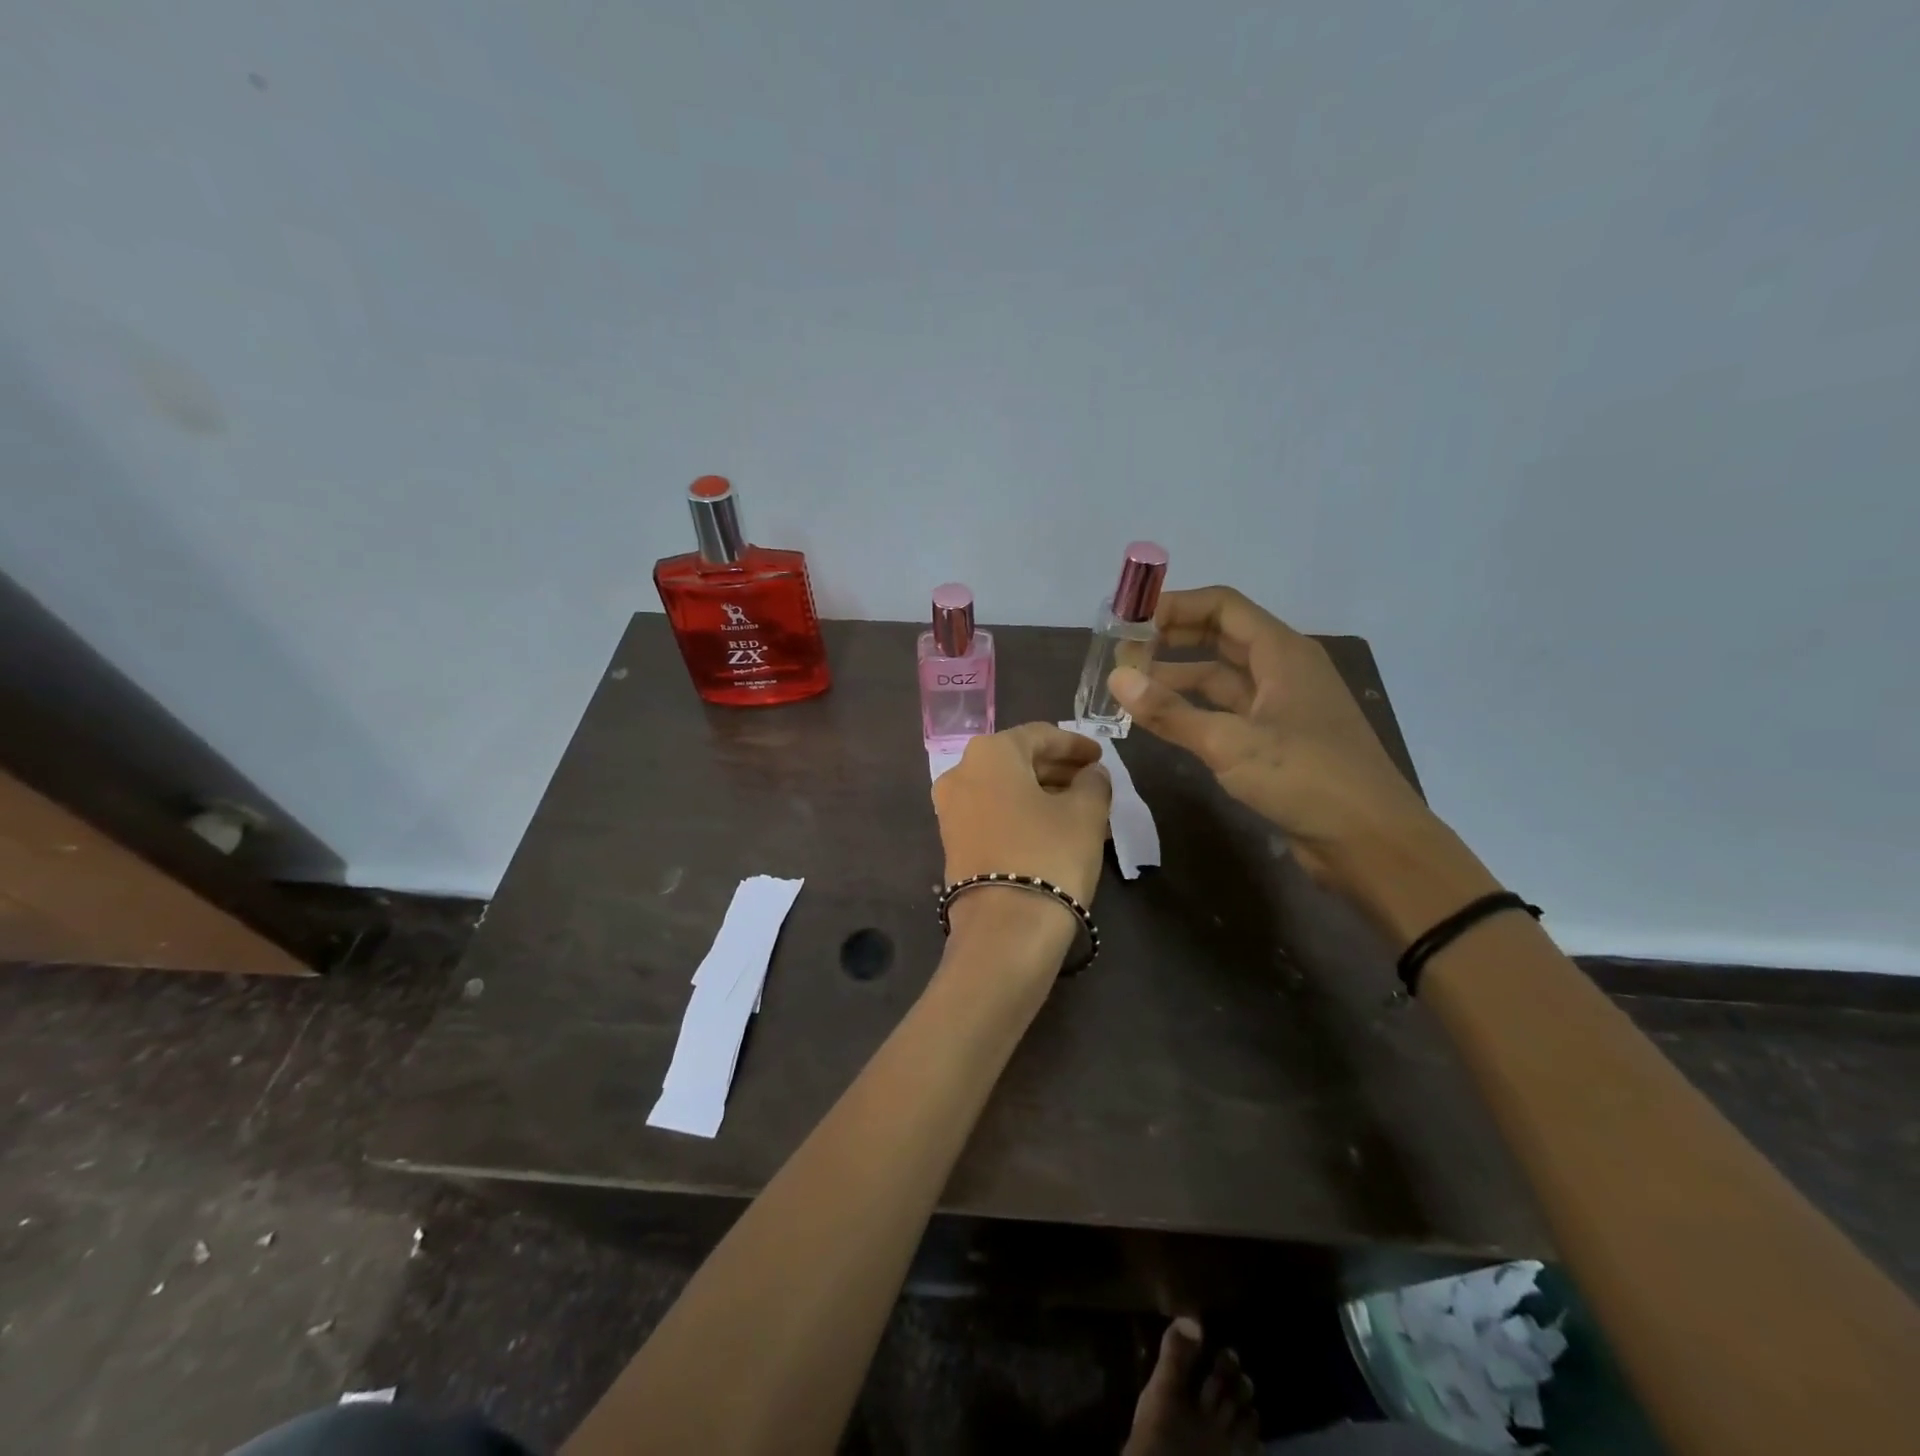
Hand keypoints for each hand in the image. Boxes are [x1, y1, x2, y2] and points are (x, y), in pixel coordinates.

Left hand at [932, 723, 1111, 913]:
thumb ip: (1094, 783)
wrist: (1004, 928)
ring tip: (1080, 807)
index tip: (1100, 757)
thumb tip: (1092, 774)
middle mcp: (961, 772)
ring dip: (1042, 793)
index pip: (1040, 735)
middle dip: (1057, 769)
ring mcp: (951, 809)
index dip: (1075, 744)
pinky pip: (993, 813)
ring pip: (1005, 789)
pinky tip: (1053, 829)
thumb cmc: (1049, 854)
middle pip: (1018, 760)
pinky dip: (1022, 813)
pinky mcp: (953, 842)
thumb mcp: (1085, 813)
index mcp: (990, 752)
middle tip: (1092, 781)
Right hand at [1108, 586, 1446, 899]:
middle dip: (1171, 639)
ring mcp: (1280, 706)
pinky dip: (1193, 711)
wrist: (1372, 843)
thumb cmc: (1307, 779)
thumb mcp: (1231, 743)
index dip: (1174, 606)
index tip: (1128, 618)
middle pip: (1220, 636)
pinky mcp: (1277, 740)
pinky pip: (1227, 712)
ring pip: (1220, 677)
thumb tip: (1116, 679)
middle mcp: (1282, 670)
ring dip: (1177, 678)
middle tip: (1122, 652)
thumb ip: (1170, 712)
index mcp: (1282, 653)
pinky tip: (1162, 721)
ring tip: (1130, 686)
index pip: (1222, 606)